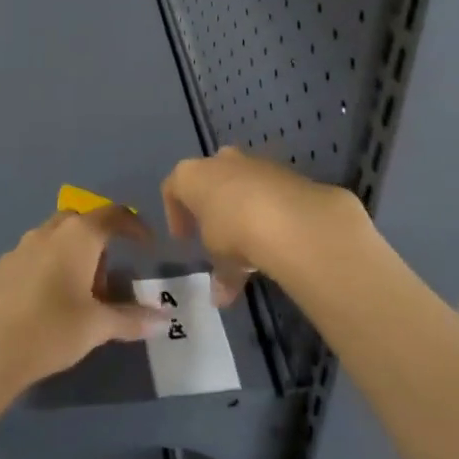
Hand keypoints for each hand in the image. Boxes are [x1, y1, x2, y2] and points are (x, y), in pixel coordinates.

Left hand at [0, 207, 164, 401]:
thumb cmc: (51, 331)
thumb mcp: (97, 327)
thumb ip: (131, 319)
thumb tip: (163, 319)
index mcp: (78, 236)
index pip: (114, 215)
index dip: (134, 226)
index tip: (147, 245)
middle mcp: (47, 232)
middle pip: (80, 222)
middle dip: (97, 242)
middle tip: (104, 279)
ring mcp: (17, 249)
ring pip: (51, 239)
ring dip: (68, 256)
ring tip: (74, 296)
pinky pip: (28, 261)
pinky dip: (42, 273)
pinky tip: (40, 307)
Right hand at [162, 147, 369, 303]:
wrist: (285, 216)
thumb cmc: (233, 231)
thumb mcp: (220, 259)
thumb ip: (220, 275)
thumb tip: (220, 298)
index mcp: (191, 175)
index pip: (172, 188)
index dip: (175, 213)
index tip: (184, 238)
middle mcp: (219, 161)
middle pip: (209, 178)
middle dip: (210, 203)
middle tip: (214, 231)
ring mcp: (252, 162)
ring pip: (240, 181)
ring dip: (241, 205)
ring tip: (249, 239)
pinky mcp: (281, 170)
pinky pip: (266, 187)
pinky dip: (266, 206)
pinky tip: (273, 232)